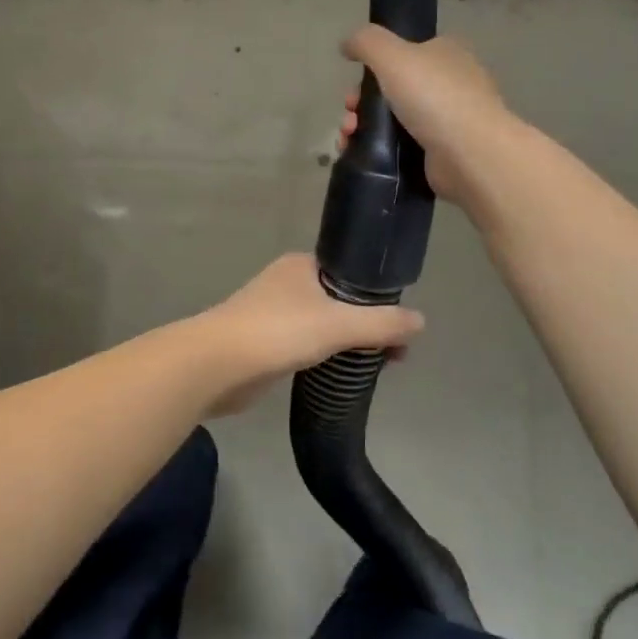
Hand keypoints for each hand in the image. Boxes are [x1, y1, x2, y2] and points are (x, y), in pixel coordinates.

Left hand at [201, 253, 424, 414]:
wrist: (217, 365)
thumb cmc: (277, 331)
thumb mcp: (338, 324)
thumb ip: (381, 323)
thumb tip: (421, 321)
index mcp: (301, 265)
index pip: (351, 272)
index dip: (378, 295)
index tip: (400, 322)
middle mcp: (287, 283)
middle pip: (340, 300)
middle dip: (368, 323)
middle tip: (396, 352)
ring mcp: (273, 314)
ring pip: (323, 324)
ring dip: (348, 342)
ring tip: (379, 365)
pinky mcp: (265, 344)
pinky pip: (307, 346)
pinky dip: (326, 356)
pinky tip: (342, 373)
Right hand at [339, 27, 523, 209]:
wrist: (469, 154)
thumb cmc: (433, 96)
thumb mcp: (392, 55)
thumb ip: (366, 42)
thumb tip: (347, 44)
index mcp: (446, 54)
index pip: (406, 52)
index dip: (375, 66)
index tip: (355, 83)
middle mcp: (450, 84)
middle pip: (393, 88)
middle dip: (361, 101)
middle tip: (349, 114)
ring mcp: (447, 120)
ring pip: (393, 119)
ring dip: (363, 126)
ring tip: (348, 137)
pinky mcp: (440, 152)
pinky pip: (400, 146)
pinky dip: (376, 149)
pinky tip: (358, 153)